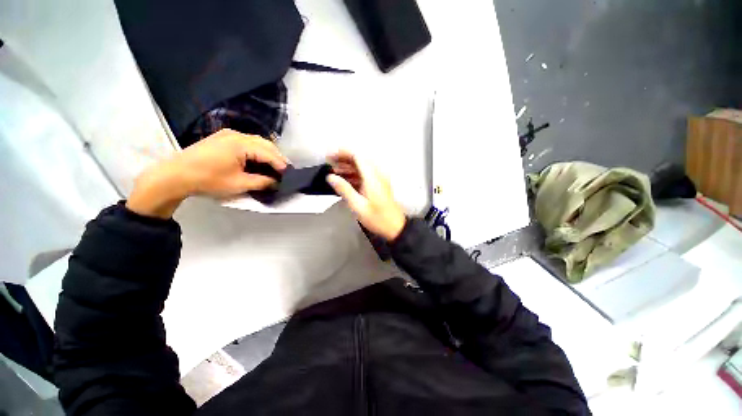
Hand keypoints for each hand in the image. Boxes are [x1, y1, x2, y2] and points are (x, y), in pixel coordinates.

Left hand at [126, 129, 287, 217]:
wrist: (175, 175)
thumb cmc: (208, 180)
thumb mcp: (239, 184)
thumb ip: (262, 182)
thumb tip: (276, 182)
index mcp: (241, 144)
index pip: (269, 153)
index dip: (281, 165)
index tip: (289, 175)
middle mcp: (237, 135)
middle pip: (265, 144)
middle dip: (277, 157)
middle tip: (284, 171)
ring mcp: (228, 134)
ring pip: (257, 141)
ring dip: (268, 153)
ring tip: (274, 166)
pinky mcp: (223, 137)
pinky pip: (247, 141)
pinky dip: (257, 150)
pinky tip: (259, 160)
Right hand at [327, 151, 405, 240]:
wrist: (395, 227)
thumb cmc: (377, 218)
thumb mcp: (358, 205)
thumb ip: (344, 189)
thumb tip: (331, 177)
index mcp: (372, 178)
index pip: (358, 156)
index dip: (343, 153)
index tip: (330, 155)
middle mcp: (377, 175)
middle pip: (360, 159)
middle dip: (344, 159)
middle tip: (330, 162)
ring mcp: (379, 180)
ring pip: (362, 167)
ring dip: (348, 167)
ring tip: (334, 171)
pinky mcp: (379, 185)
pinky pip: (365, 175)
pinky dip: (354, 175)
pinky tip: (345, 180)